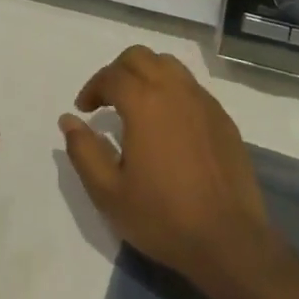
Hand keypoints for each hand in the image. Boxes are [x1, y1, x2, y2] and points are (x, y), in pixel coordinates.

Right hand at [59, 47, 278, 298]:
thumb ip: (83, 151)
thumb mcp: (109, 193)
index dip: (92, 88)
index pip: (111, 75)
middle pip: (140, 57)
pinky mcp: (222, 117)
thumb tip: (68, 120)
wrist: (229, 241)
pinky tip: (168, 121)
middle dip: (117, 71)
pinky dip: (171, 89)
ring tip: (137, 103)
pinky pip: (190, 86)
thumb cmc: (163, 217)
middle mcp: (174, 89)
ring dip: (146, 73)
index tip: (84, 109)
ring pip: (168, 65)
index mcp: (144, 102)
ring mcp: (202, 101)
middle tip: (107, 99)